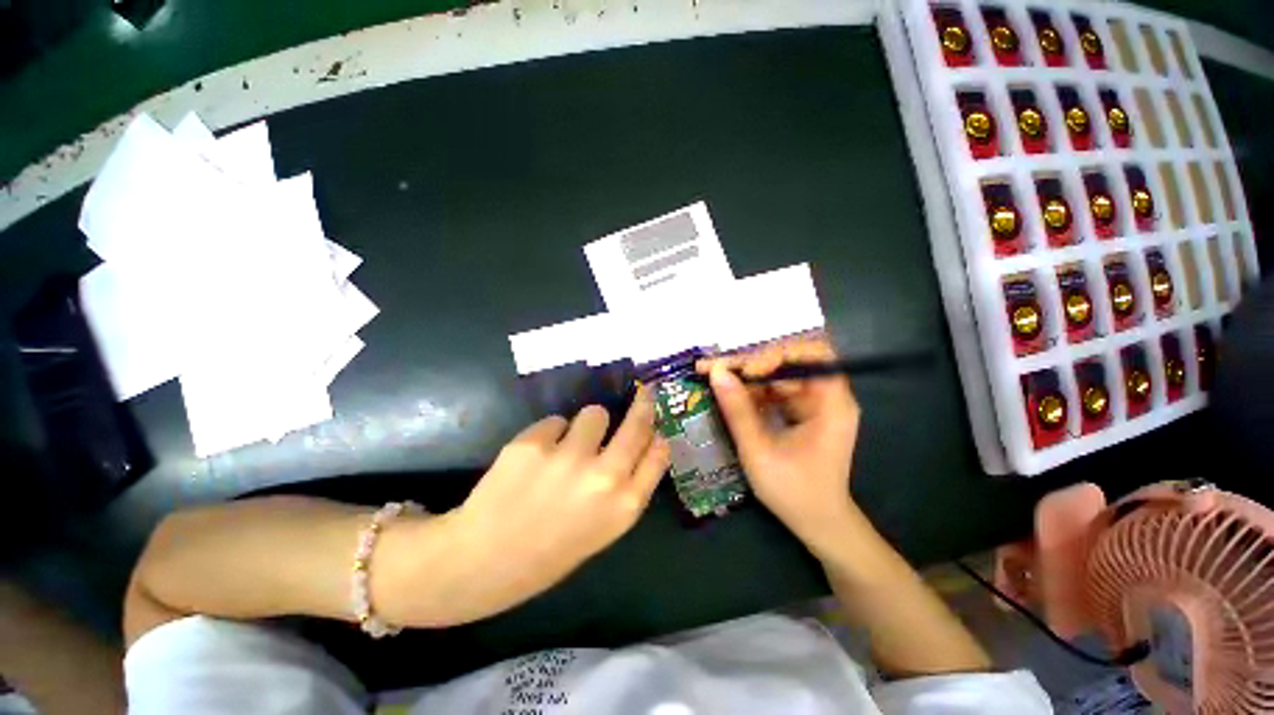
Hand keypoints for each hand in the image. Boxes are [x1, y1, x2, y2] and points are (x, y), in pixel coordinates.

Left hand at [429, 390, 669, 624]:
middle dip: (643, 404)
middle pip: (638, 424)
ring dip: (587, 424)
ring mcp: (568, 457)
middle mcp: (604, 477)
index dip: (657, 435)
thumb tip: (643, 444)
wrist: (482, 562)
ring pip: (594, 413)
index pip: (659, 453)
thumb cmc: (549, 552)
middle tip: (642, 392)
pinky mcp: (533, 443)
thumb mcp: (603, 529)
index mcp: (624, 506)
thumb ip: (626, 488)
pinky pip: (556, 421)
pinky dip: (550, 434)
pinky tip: (535, 459)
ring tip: (567, 447)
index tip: (654, 425)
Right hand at [700, 338, 861, 555]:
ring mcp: (814, 404)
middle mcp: (827, 396)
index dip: (776, 355)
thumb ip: (738, 410)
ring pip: (779, 375)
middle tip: (717, 369)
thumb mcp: (759, 450)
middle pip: (790, 363)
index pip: (810, 356)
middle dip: (753, 364)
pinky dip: (753, 391)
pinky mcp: (803, 412)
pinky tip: (731, 395)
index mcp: (831, 404)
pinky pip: (776, 391)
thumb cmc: (794, 491)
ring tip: (717, 379)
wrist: (818, 523)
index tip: (744, 370)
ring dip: (748, 377)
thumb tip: (716, 371)